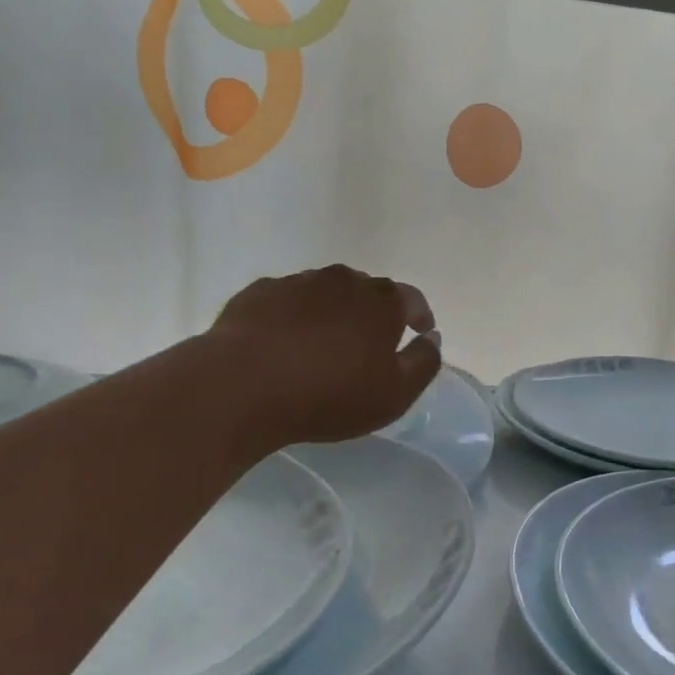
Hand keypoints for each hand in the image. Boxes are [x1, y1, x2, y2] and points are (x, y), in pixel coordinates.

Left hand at [209, 265, 441, 448]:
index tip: (419, 331)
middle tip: (368, 342)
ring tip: (324, 342)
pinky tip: (283, 341)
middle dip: (373, 312)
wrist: (242, 385)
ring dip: (332, 311)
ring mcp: (298, 282)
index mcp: (381, 301)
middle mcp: (343, 280)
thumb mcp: (394, 394)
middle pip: (367, 291)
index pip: (411, 299)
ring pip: (326, 291)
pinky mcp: (260, 292)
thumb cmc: (329, 394)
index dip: (418, 315)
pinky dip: (293, 315)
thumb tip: (432, 338)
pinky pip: (287, 300)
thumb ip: (423, 363)